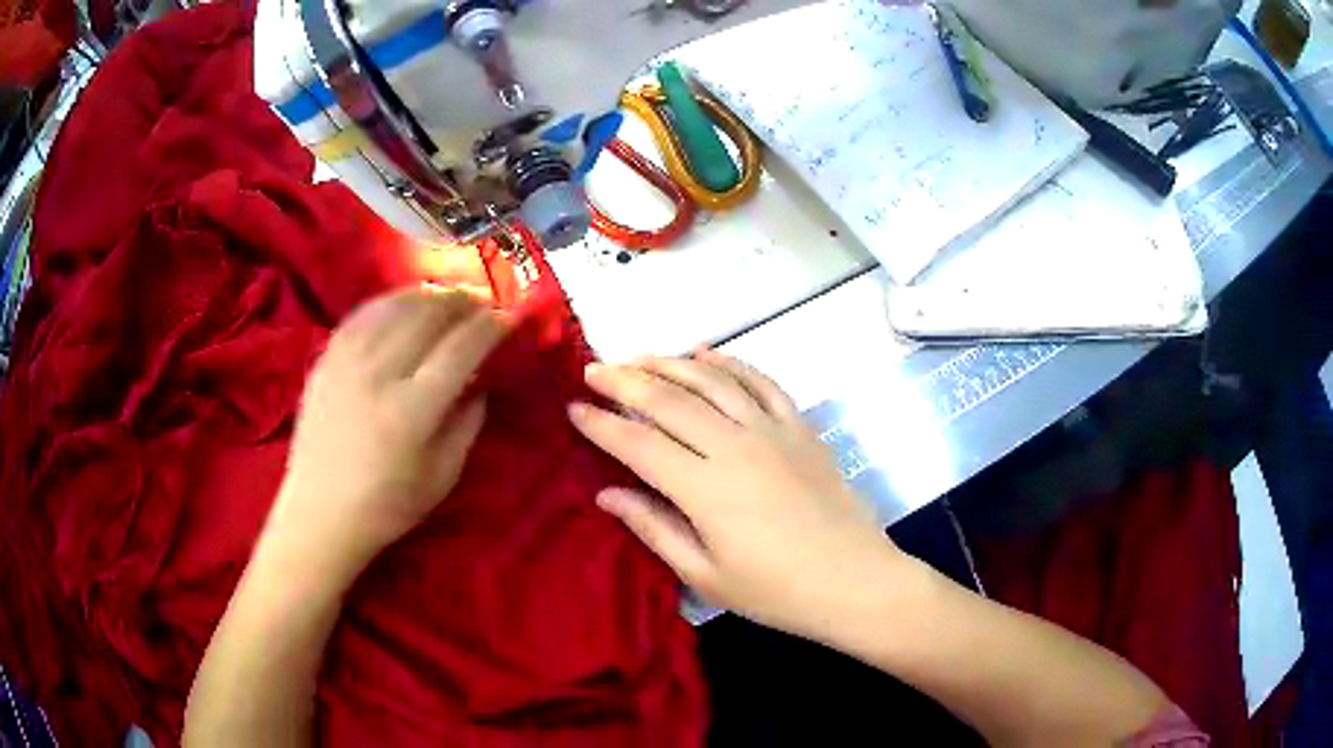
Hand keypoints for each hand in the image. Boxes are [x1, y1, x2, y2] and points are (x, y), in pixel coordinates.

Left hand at [265, 286, 507, 585]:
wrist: (319, 513)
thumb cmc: (386, 506)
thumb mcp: (442, 477)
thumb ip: (467, 426)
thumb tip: (481, 383)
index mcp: (412, 411)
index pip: (460, 350)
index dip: (490, 327)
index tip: (509, 316)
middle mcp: (378, 375)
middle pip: (427, 316)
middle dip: (462, 301)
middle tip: (482, 300)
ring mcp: (347, 362)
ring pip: (393, 307)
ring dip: (427, 294)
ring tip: (448, 296)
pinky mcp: (325, 360)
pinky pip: (361, 315)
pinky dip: (388, 301)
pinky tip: (403, 302)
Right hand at [568, 350, 901, 640]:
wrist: (854, 581)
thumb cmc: (776, 592)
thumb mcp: (706, 575)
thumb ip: (654, 528)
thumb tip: (607, 495)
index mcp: (705, 489)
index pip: (638, 443)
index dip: (601, 424)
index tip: (574, 408)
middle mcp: (734, 446)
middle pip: (669, 400)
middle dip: (625, 380)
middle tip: (594, 369)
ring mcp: (772, 430)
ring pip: (712, 380)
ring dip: (670, 362)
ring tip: (639, 357)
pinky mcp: (800, 427)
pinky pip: (760, 381)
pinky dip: (730, 362)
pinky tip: (707, 354)